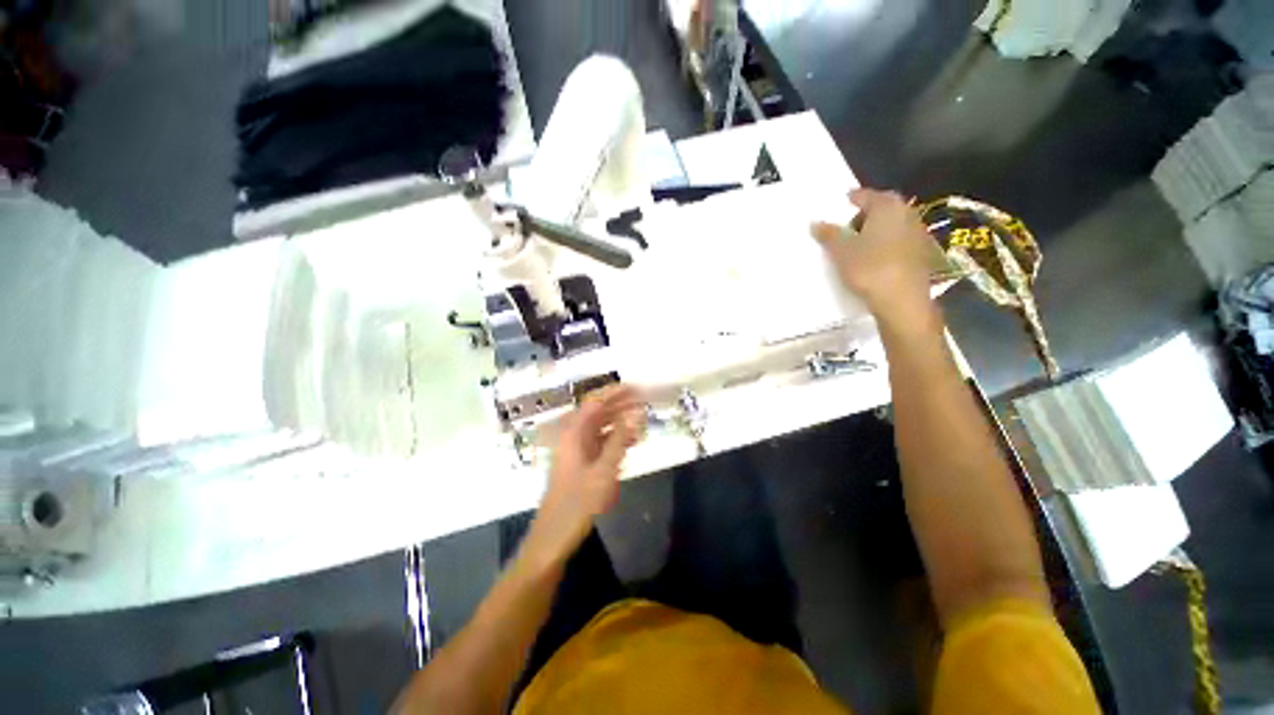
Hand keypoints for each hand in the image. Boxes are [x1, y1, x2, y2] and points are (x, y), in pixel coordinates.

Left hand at [526, 385, 645, 563]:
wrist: (554, 536)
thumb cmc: (577, 503)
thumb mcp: (603, 470)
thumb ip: (620, 439)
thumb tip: (637, 413)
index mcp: (573, 432)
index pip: (595, 402)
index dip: (615, 392)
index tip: (637, 387)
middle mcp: (573, 435)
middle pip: (598, 412)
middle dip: (621, 404)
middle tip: (646, 400)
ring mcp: (576, 449)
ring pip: (601, 427)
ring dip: (620, 421)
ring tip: (643, 418)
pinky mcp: (581, 462)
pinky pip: (601, 442)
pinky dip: (616, 438)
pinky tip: (632, 441)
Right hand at [812, 188, 935, 324]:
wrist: (902, 300)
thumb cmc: (869, 268)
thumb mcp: (841, 251)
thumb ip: (828, 234)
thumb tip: (815, 223)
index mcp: (887, 206)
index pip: (865, 195)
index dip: (850, 200)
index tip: (839, 206)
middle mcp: (907, 213)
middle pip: (882, 208)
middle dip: (863, 216)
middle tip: (845, 228)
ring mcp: (918, 232)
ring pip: (892, 224)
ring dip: (875, 230)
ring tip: (858, 245)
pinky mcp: (922, 252)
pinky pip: (898, 240)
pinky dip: (886, 243)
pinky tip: (874, 258)